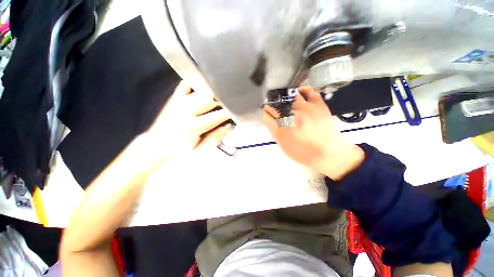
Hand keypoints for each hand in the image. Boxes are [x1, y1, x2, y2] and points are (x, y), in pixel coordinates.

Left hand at [146, 81, 231, 157]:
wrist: (154, 148)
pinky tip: (205, 84)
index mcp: (192, 126)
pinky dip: (196, 81)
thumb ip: (215, 138)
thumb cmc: (178, 153)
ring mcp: (178, 102)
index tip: (238, 113)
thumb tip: (229, 126)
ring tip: (223, 95)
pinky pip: (186, 84)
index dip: (231, 113)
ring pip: (201, 89)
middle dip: (224, 100)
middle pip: (211, 98)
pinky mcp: (174, 98)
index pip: (218, 115)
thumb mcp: (199, 152)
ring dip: (214, 91)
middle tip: (232, 103)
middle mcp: (185, 110)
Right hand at [262, 87, 363, 179]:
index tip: (268, 113)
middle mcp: (291, 116)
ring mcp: (305, 108)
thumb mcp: (283, 145)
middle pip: (274, 104)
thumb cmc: (303, 153)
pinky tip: (299, 95)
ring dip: (284, 98)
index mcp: (281, 129)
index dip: (266, 113)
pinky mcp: (318, 104)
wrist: (328, 154)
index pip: (266, 114)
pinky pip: (308, 90)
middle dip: (272, 106)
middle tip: (276, 108)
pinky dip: (301, 90)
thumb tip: (270, 118)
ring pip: (288, 95)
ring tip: (286, 102)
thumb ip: (274, 130)